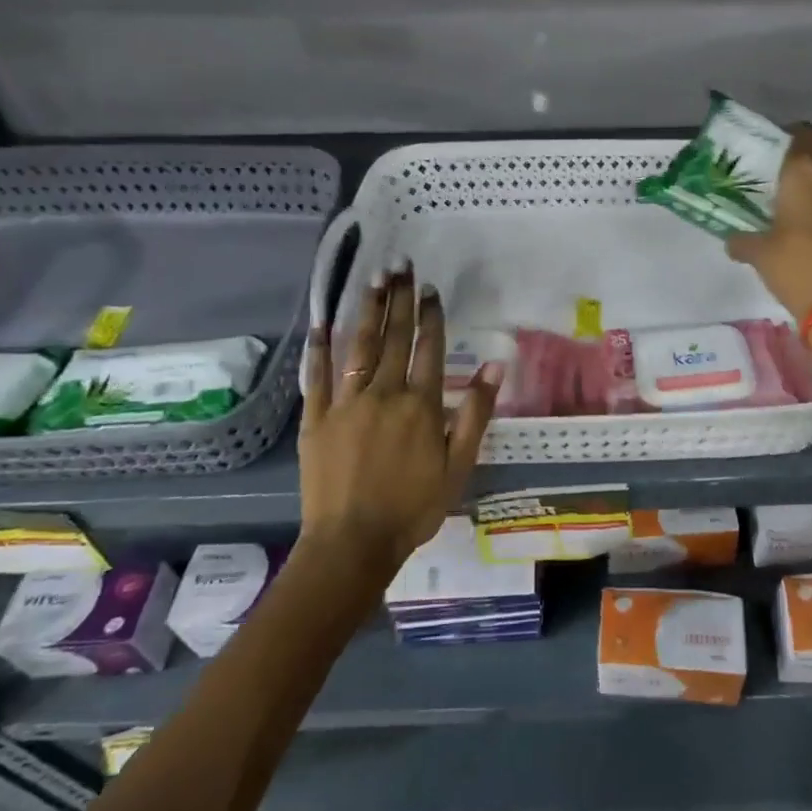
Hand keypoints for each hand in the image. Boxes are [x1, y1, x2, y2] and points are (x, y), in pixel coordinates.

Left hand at [298, 266, 499, 575]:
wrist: (352, 544)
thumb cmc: (413, 508)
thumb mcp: (458, 466)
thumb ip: (474, 414)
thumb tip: (495, 367)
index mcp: (420, 404)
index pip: (428, 348)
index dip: (430, 315)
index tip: (430, 288)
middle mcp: (383, 393)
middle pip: (394, 337)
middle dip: (399, 299)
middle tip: (401, 266)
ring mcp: (346, 403)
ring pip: (358, 346)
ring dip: (367, 310)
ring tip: (373, 280)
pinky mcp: (316, 419)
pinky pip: (317, 376)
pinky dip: (320, 347)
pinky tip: (322, 322)